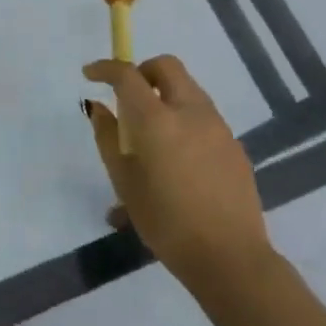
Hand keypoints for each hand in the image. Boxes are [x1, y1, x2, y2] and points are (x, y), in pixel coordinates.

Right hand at [83, 55, 272, 286]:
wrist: (230, 258)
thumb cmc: (166, 222)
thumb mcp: (125, 182)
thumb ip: (108, 137)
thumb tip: (99, 107)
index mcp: (157, 119)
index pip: (127, 75)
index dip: (106, 68)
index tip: (91, 74)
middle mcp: (190, 112)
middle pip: (167, 66)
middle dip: (143, 71)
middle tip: (128, 96)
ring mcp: (218, 127)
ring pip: (188, 90)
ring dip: (166, 95)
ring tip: (152, 134)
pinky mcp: (235, 146)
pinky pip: (204, 117)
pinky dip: (185, 120)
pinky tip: (178, 159)